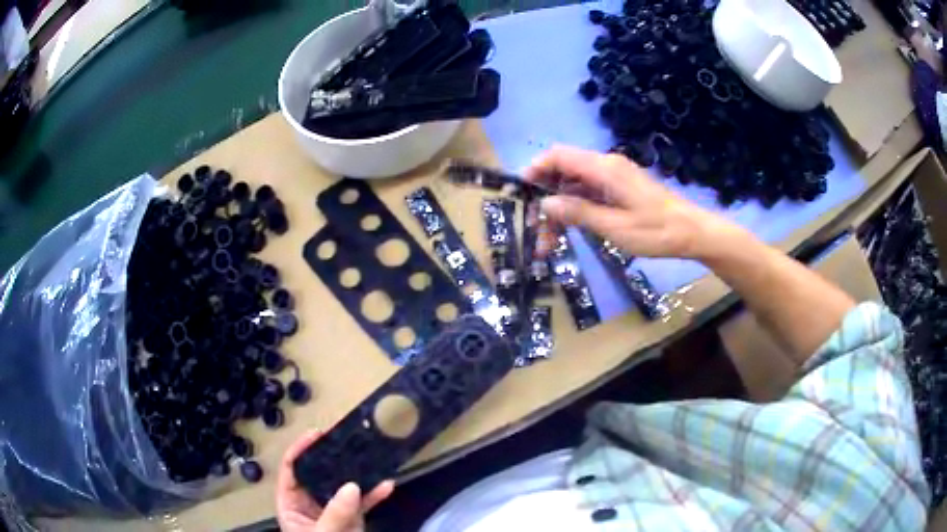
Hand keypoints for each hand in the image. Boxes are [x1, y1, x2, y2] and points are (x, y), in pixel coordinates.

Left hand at [276, 430, 394, 531]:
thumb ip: (335, 514)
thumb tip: (352, 486)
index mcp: (291, 505)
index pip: (290, 471)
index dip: (299, 450)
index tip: (316, 434)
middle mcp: (310, 504)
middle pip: (317, 474)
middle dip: (331, 457)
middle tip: (346, 438)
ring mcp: (333, 512)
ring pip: (342, 487)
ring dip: (357, 474)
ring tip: (368, 455)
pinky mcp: (352, 521)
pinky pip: (363, 504)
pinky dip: (375, 495)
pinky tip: (388, 485)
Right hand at [525, 146, 741, 259]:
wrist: (692, 232)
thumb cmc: (657, 231)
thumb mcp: (615, 227)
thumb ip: (579, 212)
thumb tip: (546, 203)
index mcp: (604, 169)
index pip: (559, 156)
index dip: (536, 169)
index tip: (522, 193)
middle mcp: (606, 167)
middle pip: (563, 172)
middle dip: (546, 197)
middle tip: (538, 231)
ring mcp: (613, 178)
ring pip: (574, 186)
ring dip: (559, 209)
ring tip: (550, 241)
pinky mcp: (619, 189)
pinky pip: (588, 193)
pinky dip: (575, 210)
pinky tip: (571, 230)